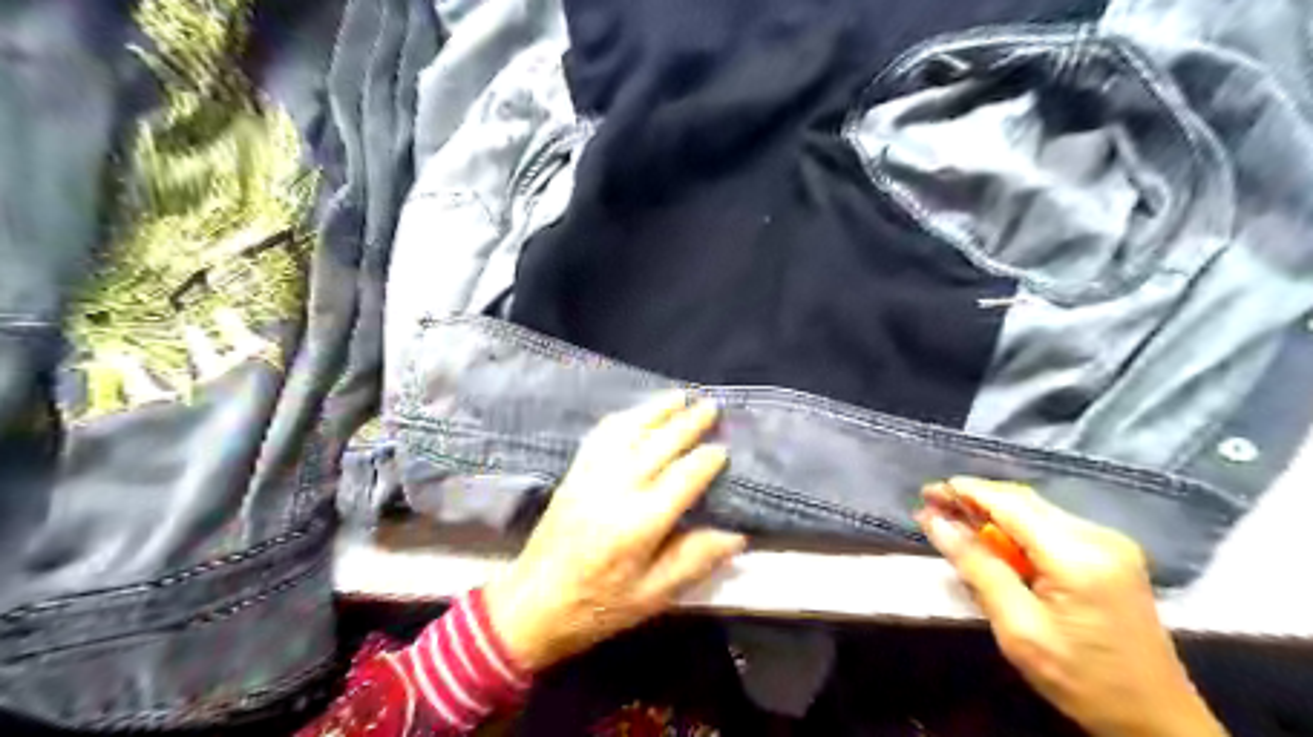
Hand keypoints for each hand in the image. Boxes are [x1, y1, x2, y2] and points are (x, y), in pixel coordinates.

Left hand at [481, 391, 748, 672]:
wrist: (532, 604)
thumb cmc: (598, 607)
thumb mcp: (653, 597)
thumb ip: (694, 560)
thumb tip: (736, 536)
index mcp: (639, 524)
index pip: (683, 478)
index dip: (706, 461)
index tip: (723, 449)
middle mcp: (616, 489)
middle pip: (658, 445)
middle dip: (687, 423)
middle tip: (710, 406)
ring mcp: (591, 476)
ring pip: (628, 431)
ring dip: (655, 410)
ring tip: (679, 396)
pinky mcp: (573, 473)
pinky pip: (600, 436)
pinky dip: (622, 419)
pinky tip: (636, 413)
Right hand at [915, 478, 1226, 736]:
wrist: (1156, 719)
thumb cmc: (1081, 680)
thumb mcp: (1019, 629)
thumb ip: (977, 567)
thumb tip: (936, 522)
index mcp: (1077, 556)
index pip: (1009, 504)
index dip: (964, 492)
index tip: (925, 493)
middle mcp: (1098, 536)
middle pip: (1023, 500)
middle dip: (974, 498)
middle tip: (931, 504)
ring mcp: (1110, 542)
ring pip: (1035, 509)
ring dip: (993, 511)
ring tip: (954, 520)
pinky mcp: (1111, 553)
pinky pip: (1050, 525)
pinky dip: (1015, 526)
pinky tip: (993, 539)